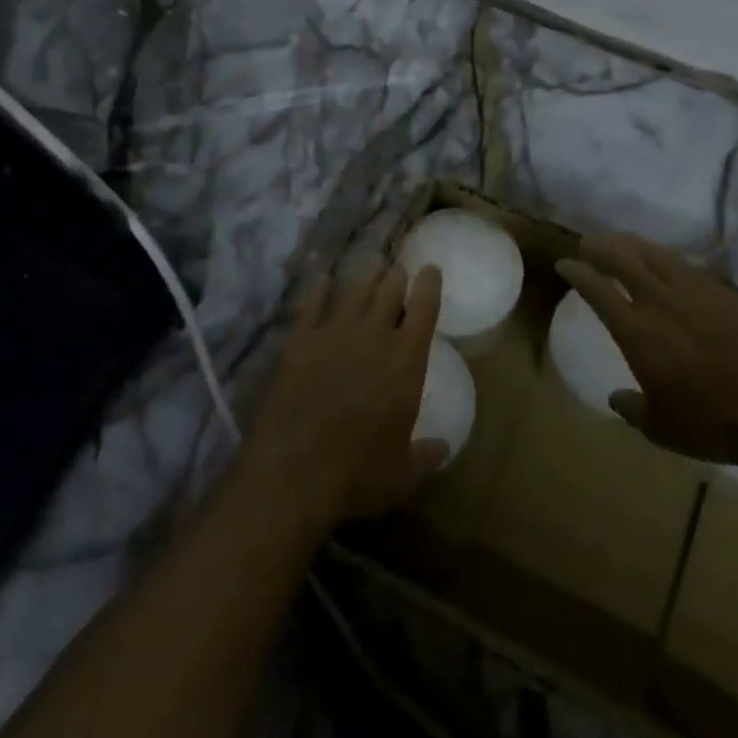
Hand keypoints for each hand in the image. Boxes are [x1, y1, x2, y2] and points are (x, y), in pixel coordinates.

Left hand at [243, 258, 448, 536]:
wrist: (295, 470)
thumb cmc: (358, 473)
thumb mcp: (403, 473)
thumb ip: (425, 456)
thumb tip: (442, 448)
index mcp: (406, 359)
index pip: (424, 307)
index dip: (429, 284)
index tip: (430, 269)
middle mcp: (374, 334)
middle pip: (389, 288)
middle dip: (396, 275)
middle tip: (398, 269)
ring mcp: (334, 332)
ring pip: (355, 288)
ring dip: (366, 274)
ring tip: (371, 264)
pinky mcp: (300, 340)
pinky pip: (312, 303)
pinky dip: (318, 288)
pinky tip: (321, 278)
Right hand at [556, 233, 737, 464]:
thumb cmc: (711, 422)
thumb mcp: (661, 428)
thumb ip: (633, 409)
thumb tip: (616, 398)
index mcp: (636, 330)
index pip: (598, 290)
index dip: (578, 272)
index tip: (565, 263)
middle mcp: (660, 301)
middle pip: (624, 259)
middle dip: (602, 246)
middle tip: (589, 242)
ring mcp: (695, 292)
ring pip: (657, 254)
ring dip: (634, 244)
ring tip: (623, 241)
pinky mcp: (725, 293)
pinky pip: (689, 265)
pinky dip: (669, 258)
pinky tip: (669, 261)